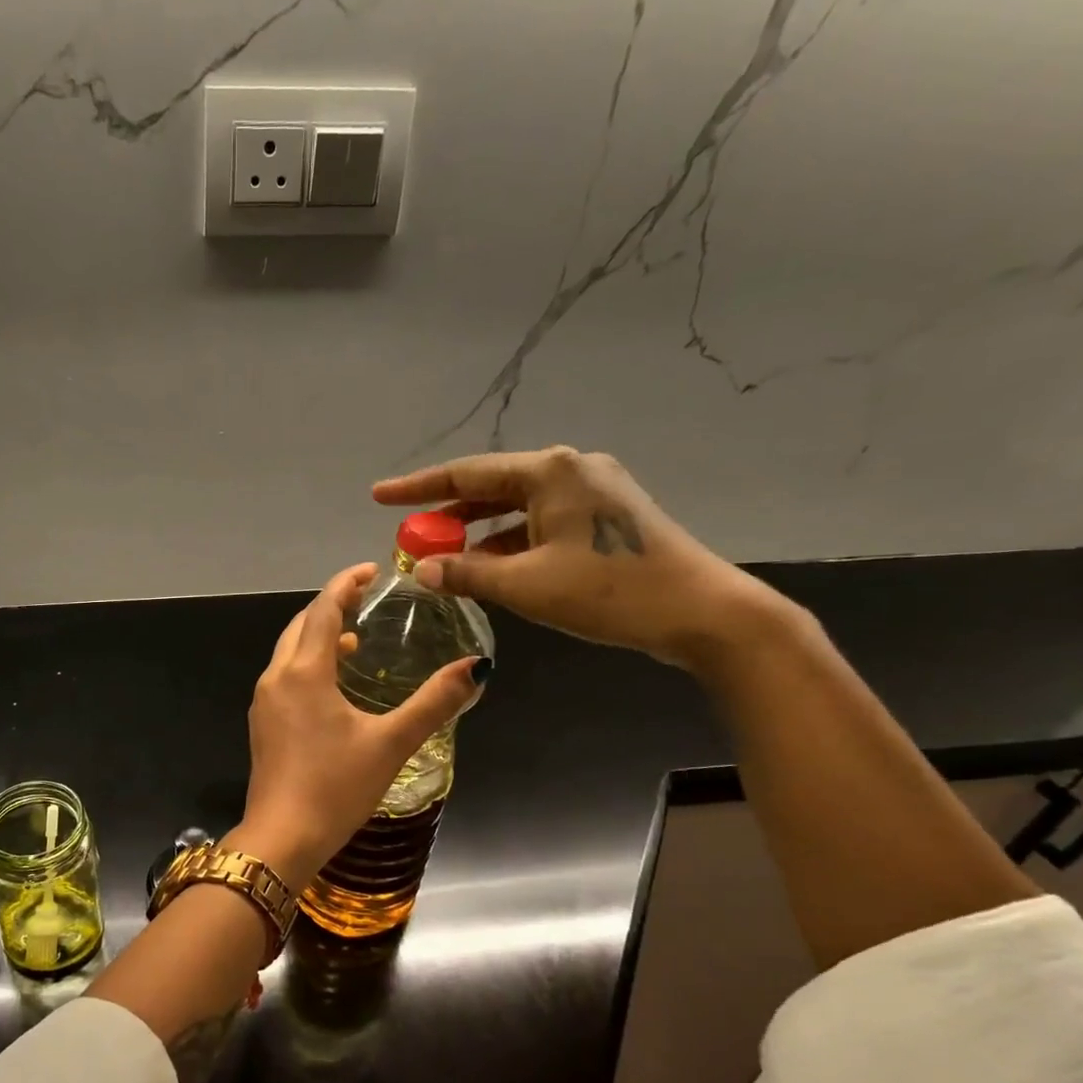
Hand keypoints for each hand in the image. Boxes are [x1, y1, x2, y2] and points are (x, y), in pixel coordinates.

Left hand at [230, 563, 483, 889]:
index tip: (371, 570)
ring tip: (356, 639)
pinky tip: (333, 683)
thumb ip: (434, 703)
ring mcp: (264, 701)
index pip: (324, 610)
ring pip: (290, 651)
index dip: (346, 584)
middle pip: (302, 625)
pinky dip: (308, 663)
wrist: (282, 837)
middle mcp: (276, 677)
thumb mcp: (391, 743)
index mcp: (304, 672)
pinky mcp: (262, 723)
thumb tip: (477, 668)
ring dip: (319, 636)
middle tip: (365, 599)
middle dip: (331, 606)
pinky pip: (285, 675)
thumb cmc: (336, 787)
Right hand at [373, 447, 782, 673]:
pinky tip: (489, 567)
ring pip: (516, 507)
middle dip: (447, 513)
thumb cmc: (610, 591)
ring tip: (441, 556)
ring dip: (478, 532)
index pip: (466, 474)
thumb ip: (467, 573)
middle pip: (491, 487)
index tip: (379, 496)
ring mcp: (593, 491)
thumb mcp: (527, 585)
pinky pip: (540, 522)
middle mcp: (570, 469)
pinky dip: (509, 542)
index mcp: (550, 471)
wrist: (703, 613)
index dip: (417, 488)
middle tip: (409, 535)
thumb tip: (421, 570)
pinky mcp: (605, 517)